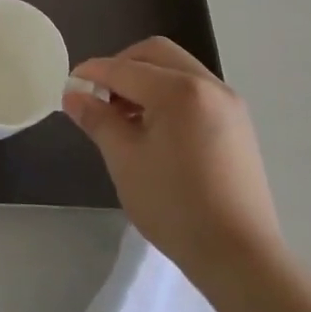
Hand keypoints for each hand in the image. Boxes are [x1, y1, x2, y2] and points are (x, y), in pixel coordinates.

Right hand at [63, 38, 281, 280]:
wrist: (240, 256)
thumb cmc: (174, 205)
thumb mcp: (124, 160)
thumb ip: (97, 119)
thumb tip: (73, 95)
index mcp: (179, 90)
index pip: (124, 69)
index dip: (92, 73)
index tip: (70, 86)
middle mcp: (208, 85)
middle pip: (155, 54)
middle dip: (122, 67)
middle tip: (100, 97)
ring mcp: (229, 104)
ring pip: (177, 70)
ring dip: (146, 80)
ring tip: (125, 118)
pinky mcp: (238, 125)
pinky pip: (195, 91)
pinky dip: (169, 95)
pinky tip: (155, 130)